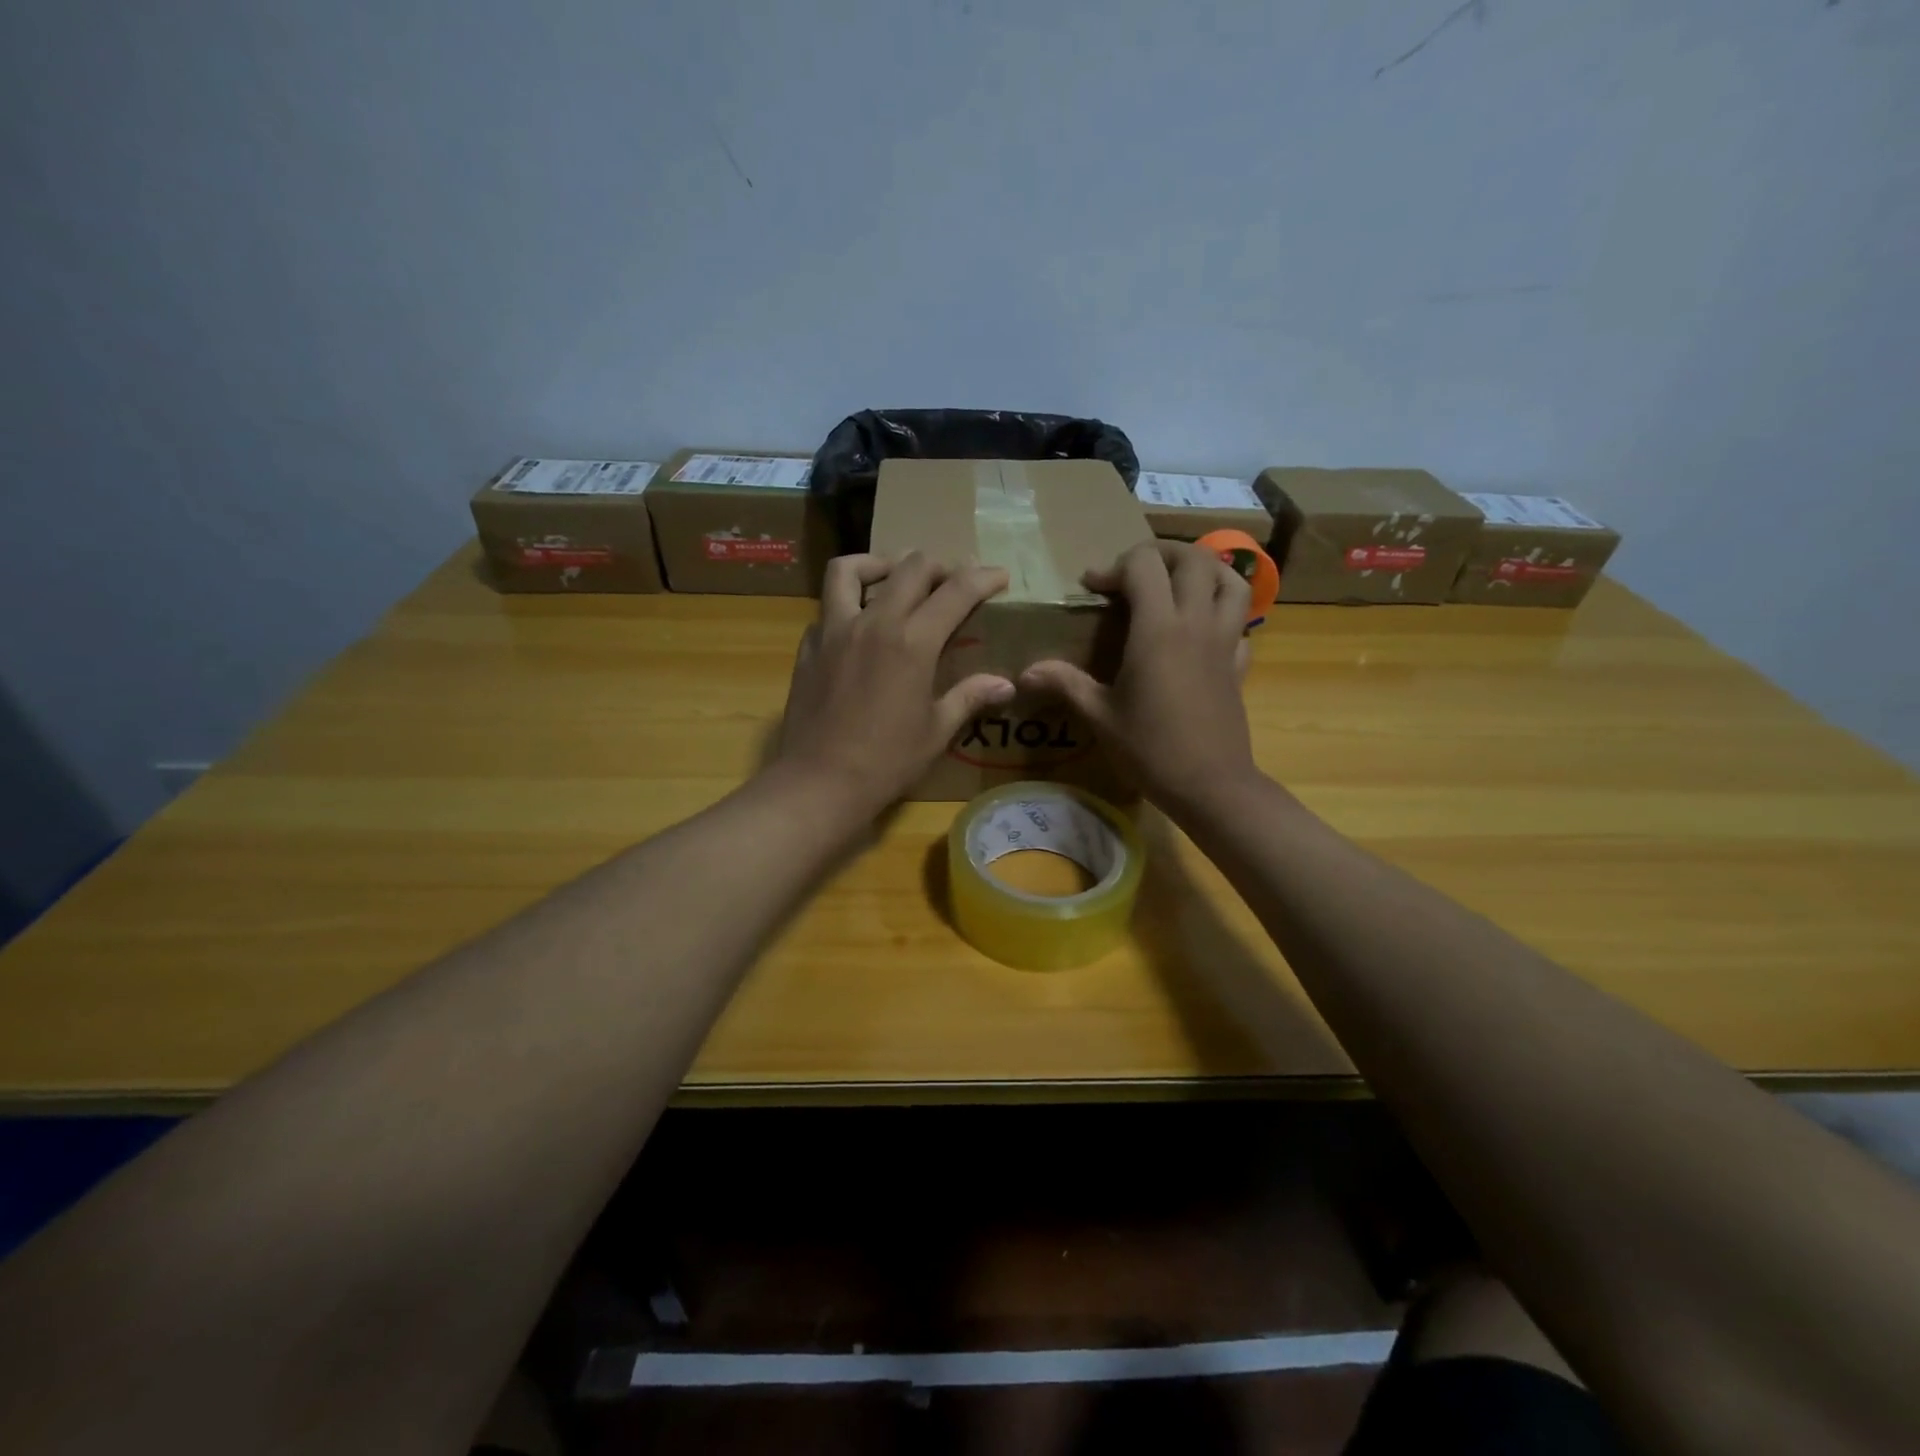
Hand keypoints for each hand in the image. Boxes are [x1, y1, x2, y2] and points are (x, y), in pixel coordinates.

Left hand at [771, 552, 1013, 819]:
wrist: (819, 782)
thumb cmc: (886, 762)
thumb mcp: (936, 731)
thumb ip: (969, 697)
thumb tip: (1006, 685)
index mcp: (912, 642)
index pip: (955, 591)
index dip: (982, 578)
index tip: (998, 576)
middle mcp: (874, 622)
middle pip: (909, 568)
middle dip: (939, 565)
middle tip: (953, 580)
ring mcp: (834, 630)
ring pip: (850, 570)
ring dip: (878, 564)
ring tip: (893, 578)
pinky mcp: (809, 646)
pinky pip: (828, 607)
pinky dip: (847, 603)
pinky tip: (859, 625)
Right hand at [1020, 540, 1256, 815]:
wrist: (1210, 785)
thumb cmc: (1150, 749)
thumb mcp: (1100, 716)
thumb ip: (1065, 684)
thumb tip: (1025, 671)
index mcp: (1158, 630)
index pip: (1143, 566)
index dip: (1114, 566)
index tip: (1093, 587)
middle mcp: (1196, 623)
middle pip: (1192, 558)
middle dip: (1160, 553)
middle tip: (1134, 572)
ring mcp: (1225, 641)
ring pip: (1230, 579)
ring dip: (1203, 569)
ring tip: (1177, 582)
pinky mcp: (1239, 663)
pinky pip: (1241, 620)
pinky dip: (1223, 610)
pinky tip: (1203, 627)